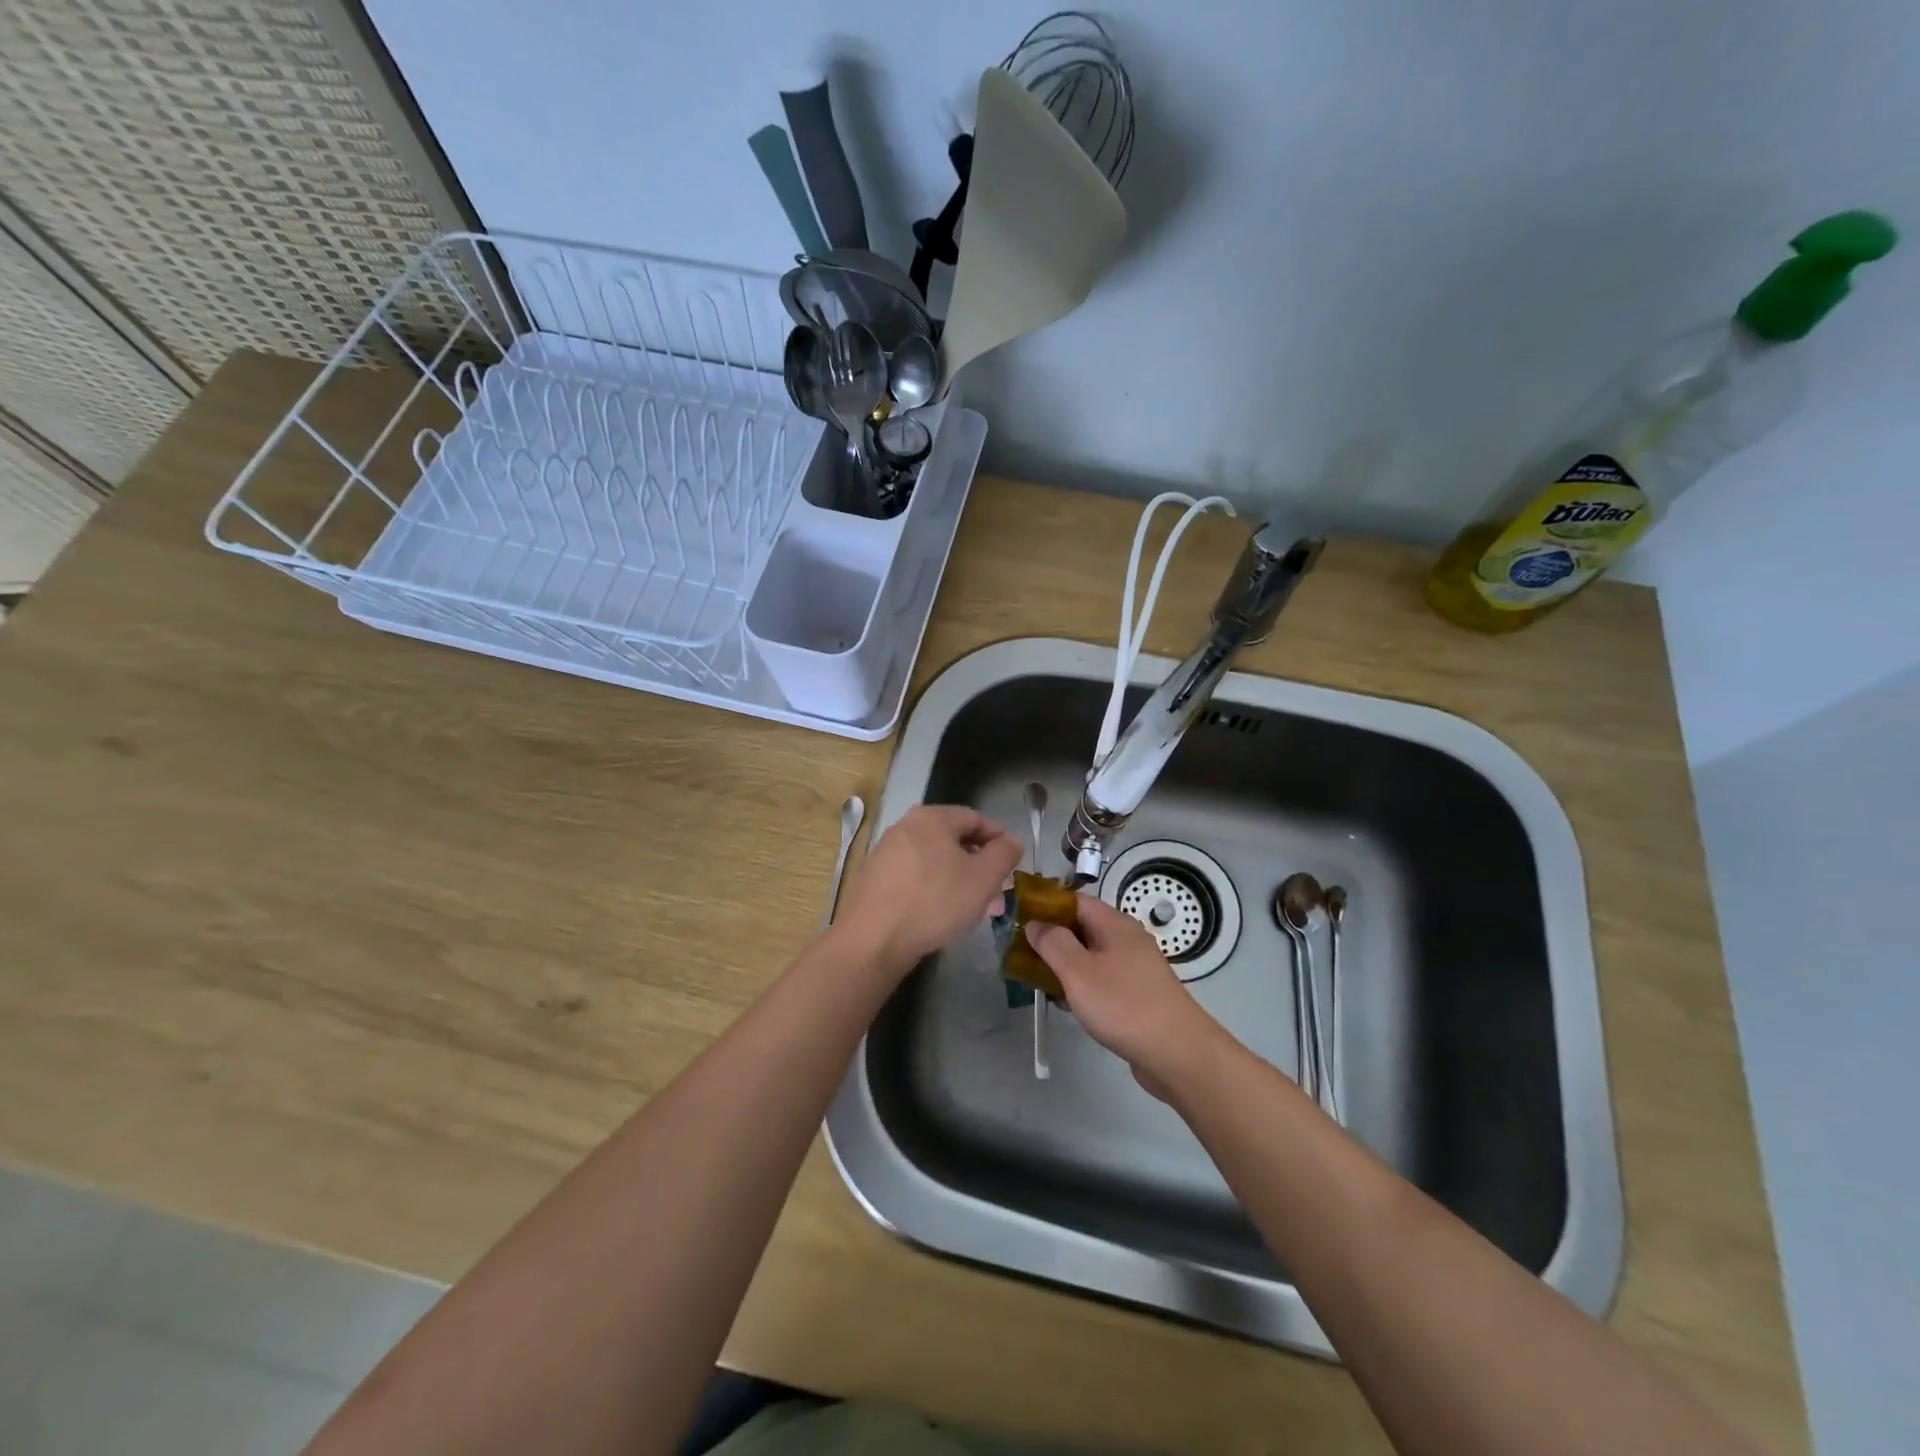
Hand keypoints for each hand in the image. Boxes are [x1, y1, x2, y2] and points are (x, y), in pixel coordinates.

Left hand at [834, 804, 1023, 975]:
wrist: (874, 939)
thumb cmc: (935, 901)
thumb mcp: (983, 878)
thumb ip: (1004, 854)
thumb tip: (1010, 841)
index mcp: (931, 818)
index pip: (975, 818)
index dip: (998, 837)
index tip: (1012, 861)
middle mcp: (905, 827)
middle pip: (954, 840)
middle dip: (979, 866)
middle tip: (996, 892)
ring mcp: (886, 853)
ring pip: (935, 861)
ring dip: (960, 880)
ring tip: (975, 909)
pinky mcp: (876, 879)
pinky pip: (916, 876)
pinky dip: (935, 888)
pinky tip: (943, 914)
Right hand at [1025, 895, 1230, 1095]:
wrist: (1177, 1053)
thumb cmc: (1123, 1005)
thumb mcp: (1078, 971)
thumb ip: (1053, 943)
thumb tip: (1035, 923)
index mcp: (1114, 924)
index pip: (1074, 900)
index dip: (1045, 906)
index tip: (1018, 920)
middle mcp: (1127, 939)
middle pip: (1082, 927)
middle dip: (1052, 938)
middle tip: (1021, 954)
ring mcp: (1135, 967)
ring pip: (1091, 955)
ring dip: (1064, 964)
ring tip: (1036, 979)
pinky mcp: (1138, 993)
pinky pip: (1102, 978)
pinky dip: (1083, 984)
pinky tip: (1067, 1003)